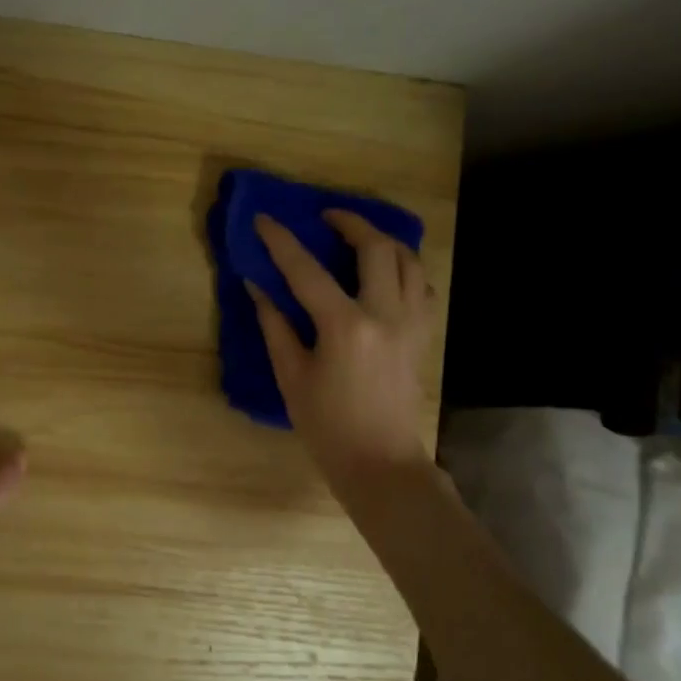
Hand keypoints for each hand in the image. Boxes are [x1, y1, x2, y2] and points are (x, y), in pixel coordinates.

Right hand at [249, 212, 437, 504]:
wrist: (381, 463)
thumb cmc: (327, 426)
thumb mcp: (292, 376)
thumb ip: (275, 326)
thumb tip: (257, 287)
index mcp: (344, 326)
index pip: (307, 270)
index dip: (281, 241)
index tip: (264, 218)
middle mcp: (384, 314)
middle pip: (375, 247)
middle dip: (350, 222)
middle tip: (327, 217)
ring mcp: (411, 323)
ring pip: (408, 260)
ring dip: (382, 240)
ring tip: (359, 237)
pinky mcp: (423, 335)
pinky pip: (422, 287)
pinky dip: (405, 269)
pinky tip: (386, 273)